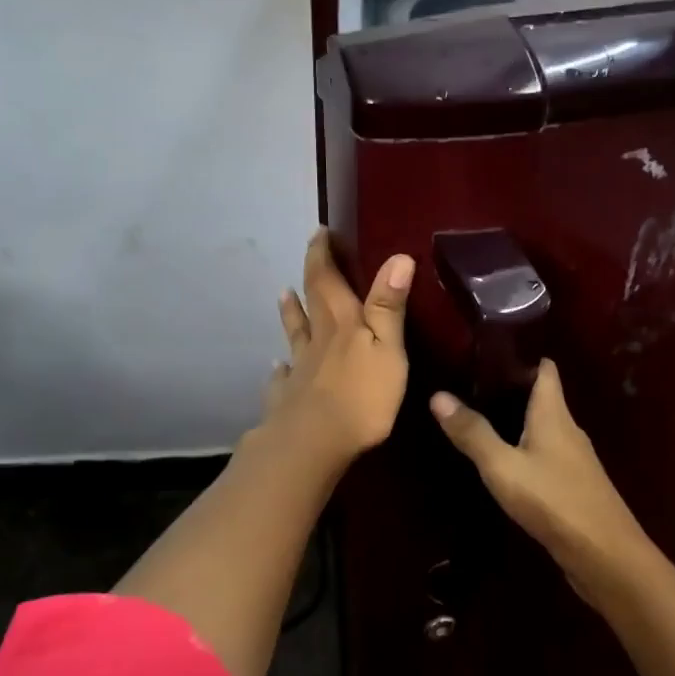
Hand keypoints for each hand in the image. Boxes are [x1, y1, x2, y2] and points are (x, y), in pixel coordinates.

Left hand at [263, 230, 413, 469]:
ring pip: (294, 335)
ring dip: (290, 313)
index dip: (323, 255)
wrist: (313, 443)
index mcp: (342, 323)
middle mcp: (317, 340)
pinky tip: (277, 368)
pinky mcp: (288, 398)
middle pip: (310, 301)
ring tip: (283, 295)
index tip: (320, 232)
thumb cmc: (361, 396)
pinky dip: (280, 369)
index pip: (328, 280)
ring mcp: (299, 369)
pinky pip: (282, 378)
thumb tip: (398, 256)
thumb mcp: (387, 348)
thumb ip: (389, 306)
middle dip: (311, 275)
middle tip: (309, 254)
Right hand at [430, 359, 661, 608]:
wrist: (605, 555)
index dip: (523, 357)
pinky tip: (506, 463)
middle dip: (513, 389)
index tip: (490, 352)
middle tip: (472, 386)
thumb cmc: (553, 500)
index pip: (545, 369)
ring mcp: (575, 459)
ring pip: (545, 428)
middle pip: (544, 397)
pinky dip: (527, 449)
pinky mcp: (575, 485)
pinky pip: (548, 455)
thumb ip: (473, 433)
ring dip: (519, 422)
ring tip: (482, 420)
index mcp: (554, 413)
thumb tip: (438, 395)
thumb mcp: (503, 467)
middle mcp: (568, 429)